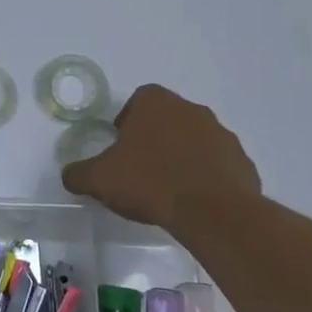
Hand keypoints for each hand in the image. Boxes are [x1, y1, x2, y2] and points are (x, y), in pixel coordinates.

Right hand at [60, 84, 260, 228]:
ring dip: (182, 155)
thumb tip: (70, 174)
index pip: (138, 100)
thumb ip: (79, 174)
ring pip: (194, 139)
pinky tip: (193, 200)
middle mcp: (191, 109)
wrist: (212, 212)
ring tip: (168, 187)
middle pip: (167, 118)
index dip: (127, 121)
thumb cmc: (150, 182)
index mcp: (156, 103)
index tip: (120, 147)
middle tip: (141, 168)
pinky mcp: (241, 161)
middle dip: (154, 138)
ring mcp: (221, 134)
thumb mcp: (100, 179)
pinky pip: (217, 163)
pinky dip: (205, 176)